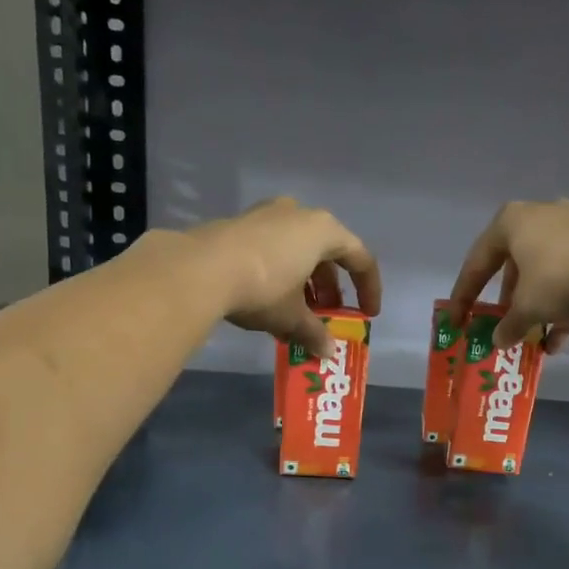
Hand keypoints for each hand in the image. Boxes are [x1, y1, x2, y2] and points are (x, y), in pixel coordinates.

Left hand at [191, 198, 381, 356]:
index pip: (360, 257)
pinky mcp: (239, 225)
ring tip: (299, 314)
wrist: (199, 269)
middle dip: (331, 288)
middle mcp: (298, 214)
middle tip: (328, 315)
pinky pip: (272, 250)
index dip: (369, 288)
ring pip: (297, 251)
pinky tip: (270, 302)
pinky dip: (280, 274)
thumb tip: (327, 353)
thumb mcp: (292, 316)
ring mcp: (266, 215)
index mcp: (323, 230)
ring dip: (304, 283)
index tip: (367, 314)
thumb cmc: (262, 287)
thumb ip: (314, 333)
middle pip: (326, 252)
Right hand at [446, 200, 568, 351]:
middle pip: (514, 266)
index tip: (456, 320)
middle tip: (504, 326)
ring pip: (544, 273)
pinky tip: (562, 338)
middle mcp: (539, 216)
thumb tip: (499, 341)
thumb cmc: (558, 278)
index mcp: (510, 222)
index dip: (464, 296)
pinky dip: (563, 304)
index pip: (477, 263)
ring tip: (536, 339)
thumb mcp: (526, 308)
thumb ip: (509, 325)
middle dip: (509, 302)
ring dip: (537, 308)